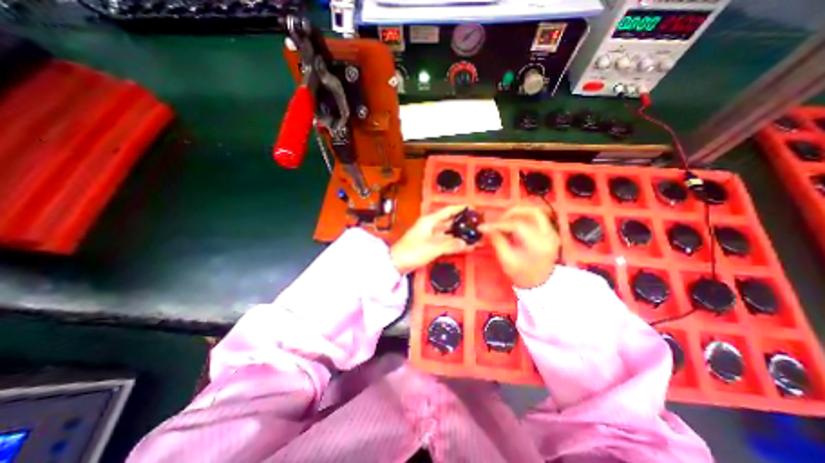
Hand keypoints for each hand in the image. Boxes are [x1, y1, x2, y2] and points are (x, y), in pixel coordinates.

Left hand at [390, 204, 474, 271]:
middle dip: (464, 223)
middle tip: (478, 225)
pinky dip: (455, 244)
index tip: (474, 209)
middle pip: (450, 222)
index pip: (448, 211)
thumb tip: (466, 243)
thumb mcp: (432, 247)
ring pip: (450, 233)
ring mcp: (432, 236)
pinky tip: (466, 247)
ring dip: (461, 235)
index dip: (461, 208)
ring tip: (476, 237)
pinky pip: (446, 242)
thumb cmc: (413, 251)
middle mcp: (432, 226)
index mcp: (430, 220)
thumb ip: (450, 245)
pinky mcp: (431, 245)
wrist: (397, 263)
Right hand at [478, 204, 559, 286]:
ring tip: (504, 222)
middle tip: (497, 221)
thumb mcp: (506, 260)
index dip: (498, 224)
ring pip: (535, 211)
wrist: (540, 284)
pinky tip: (513, 225)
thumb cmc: (522, 274)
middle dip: (510, 213)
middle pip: (531, 212)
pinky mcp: (550, 231)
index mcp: (538, 244)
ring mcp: (552, 232)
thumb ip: (497, 240)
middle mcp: (549, 235)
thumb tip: (486, 228)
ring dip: (517, 213)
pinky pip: (536, 217)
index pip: (518, 225)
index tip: (484, 226)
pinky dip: (523, 217)